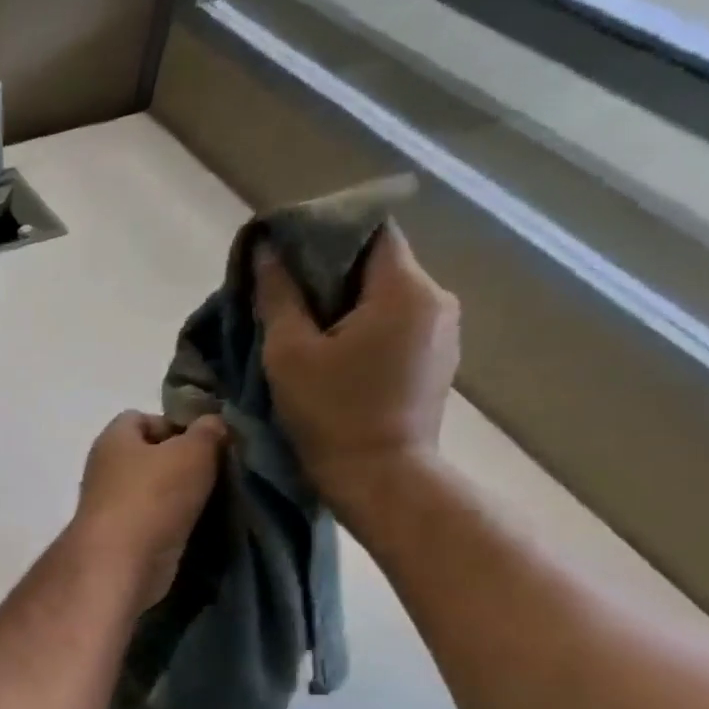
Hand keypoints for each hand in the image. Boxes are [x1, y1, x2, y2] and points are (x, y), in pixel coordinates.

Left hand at [73, 411, 225, 606]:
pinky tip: (202, 527)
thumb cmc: (153, 496)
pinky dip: (176, 523)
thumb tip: (212, 423)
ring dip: (183, 496)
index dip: (174, 424)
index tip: (207, 440)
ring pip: (154, 491)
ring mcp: (111, 506)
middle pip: (150, 457)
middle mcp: (105, 470)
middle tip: (220, 471)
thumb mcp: (192, 452)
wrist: (122, 563)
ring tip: (218, 499)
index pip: (140, 418)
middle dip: (184, 462)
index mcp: (112, 440)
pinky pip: (155, 521)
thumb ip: (207, 432)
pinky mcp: (122, 538)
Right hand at [255, 224, 459, 519]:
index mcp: (404, 290)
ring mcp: (442, 331)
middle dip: (329, 273)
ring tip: (302, 327)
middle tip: (283, 295)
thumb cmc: (330, 412)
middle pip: (378, 264)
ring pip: (385, 296)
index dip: (326, 234)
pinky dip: (362, 327)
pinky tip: (332, 352)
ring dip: (344, 303)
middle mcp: (436, 300)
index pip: (371, 232)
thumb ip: (278, 297)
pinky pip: (395, 324)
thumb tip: (266, 250)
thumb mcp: (289, 353)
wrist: (379, 476)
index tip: (286, 252)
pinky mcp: (435, 359)